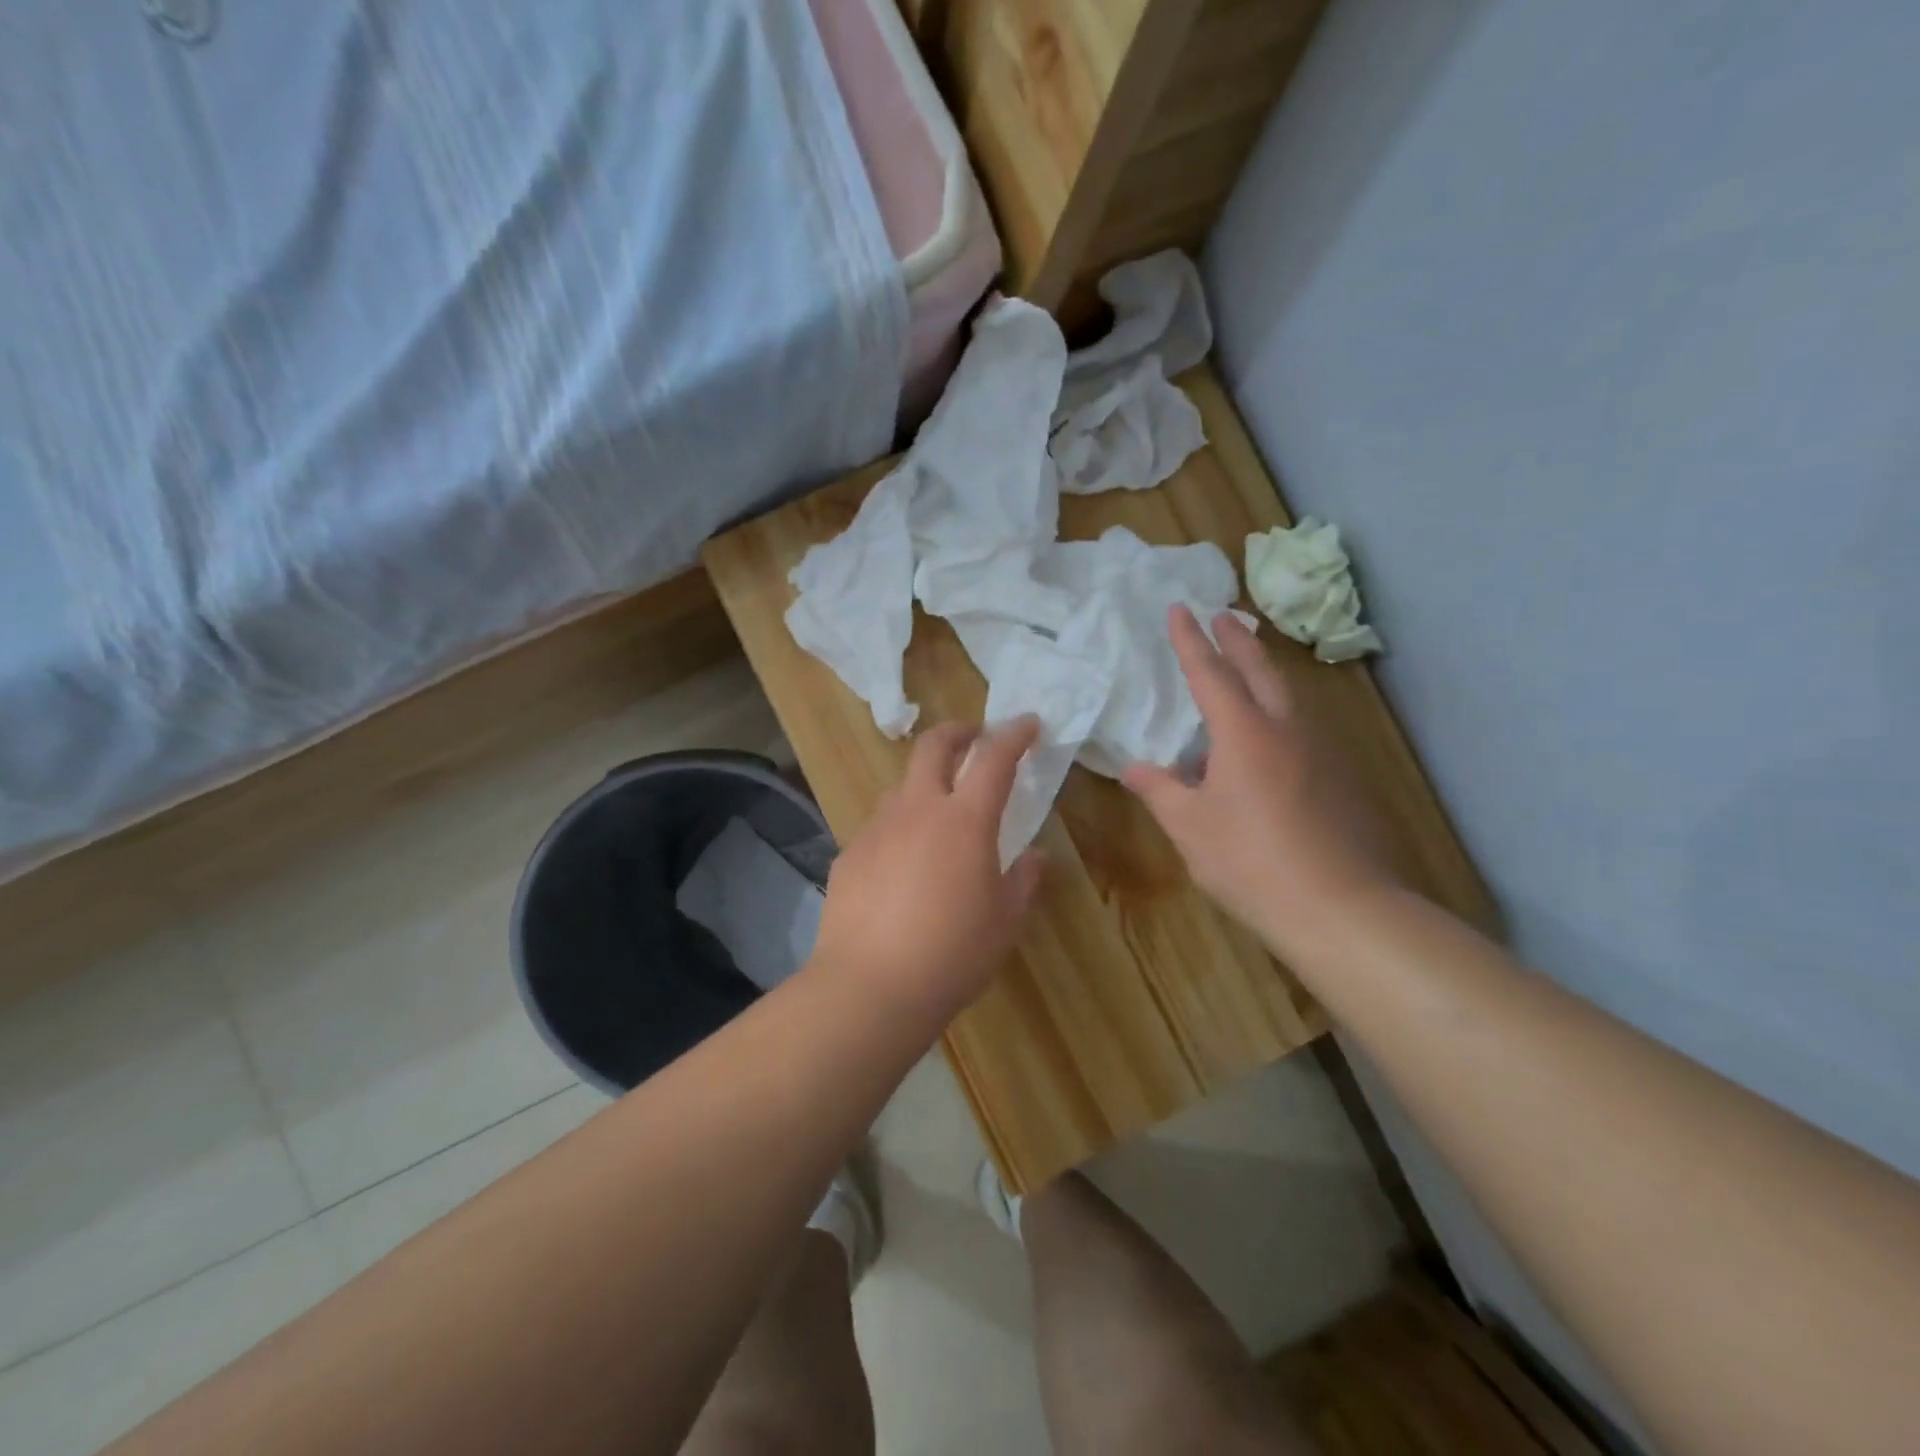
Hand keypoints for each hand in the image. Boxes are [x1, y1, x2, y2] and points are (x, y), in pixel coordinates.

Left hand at [810, 717, 1045, 1022]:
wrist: (869, 987)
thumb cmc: (952, 954)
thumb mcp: (1004, 921)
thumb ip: (1024, 880)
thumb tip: (1036, 856)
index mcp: (965, 819)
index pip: (994, 758)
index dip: (1014, 735)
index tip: (1028, 723)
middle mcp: (918, 809)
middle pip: (933, 746)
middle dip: (957, 731)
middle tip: (973, 738)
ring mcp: (877, 828)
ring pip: (901, 785)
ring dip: (924, 784)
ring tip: (937, 813)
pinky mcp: (849, 853)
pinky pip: (879, 826)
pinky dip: (898, 828)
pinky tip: (901, 866)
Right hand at [1123, 606, 1402, 959]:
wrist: (1340, 907)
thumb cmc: (1251, 861)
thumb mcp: (1190, 827)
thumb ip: (1160, 791)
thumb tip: (1133, 768)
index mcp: (1244, 734)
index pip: (1211, 674)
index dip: (1191, 641)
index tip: (1180, 609)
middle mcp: (1286, 729)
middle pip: (1260, 670)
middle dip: (1238, 639)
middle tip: (1223, 614)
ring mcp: (1320, 751)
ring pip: (1289, 694)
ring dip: (1265, 669)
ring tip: (1248, 662)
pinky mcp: (1339, 777)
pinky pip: (1302, 725)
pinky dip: (1280, 708)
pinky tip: (1272, 733)